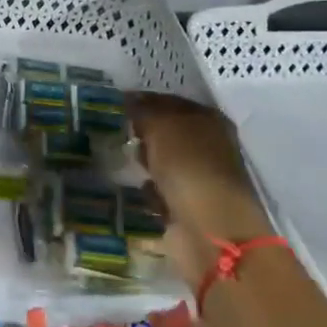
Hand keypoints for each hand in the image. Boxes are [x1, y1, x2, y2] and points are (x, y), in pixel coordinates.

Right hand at [127, 91, 272, 288]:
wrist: (208, 228)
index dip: (145, 101)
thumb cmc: (188, 165)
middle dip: (144, 133)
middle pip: (169, 132)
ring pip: (165, 161)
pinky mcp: (190, 206)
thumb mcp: (161, 126)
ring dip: (147, 162)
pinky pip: (163, 190)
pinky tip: (141, 189)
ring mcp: (201, 178)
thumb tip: (130, 99)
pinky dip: (152, 190)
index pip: (171, 102)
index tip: (118, 103)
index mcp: (209, 119)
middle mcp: (209, 146)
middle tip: (118, 130)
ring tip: (125, 159)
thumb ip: (144, 110)